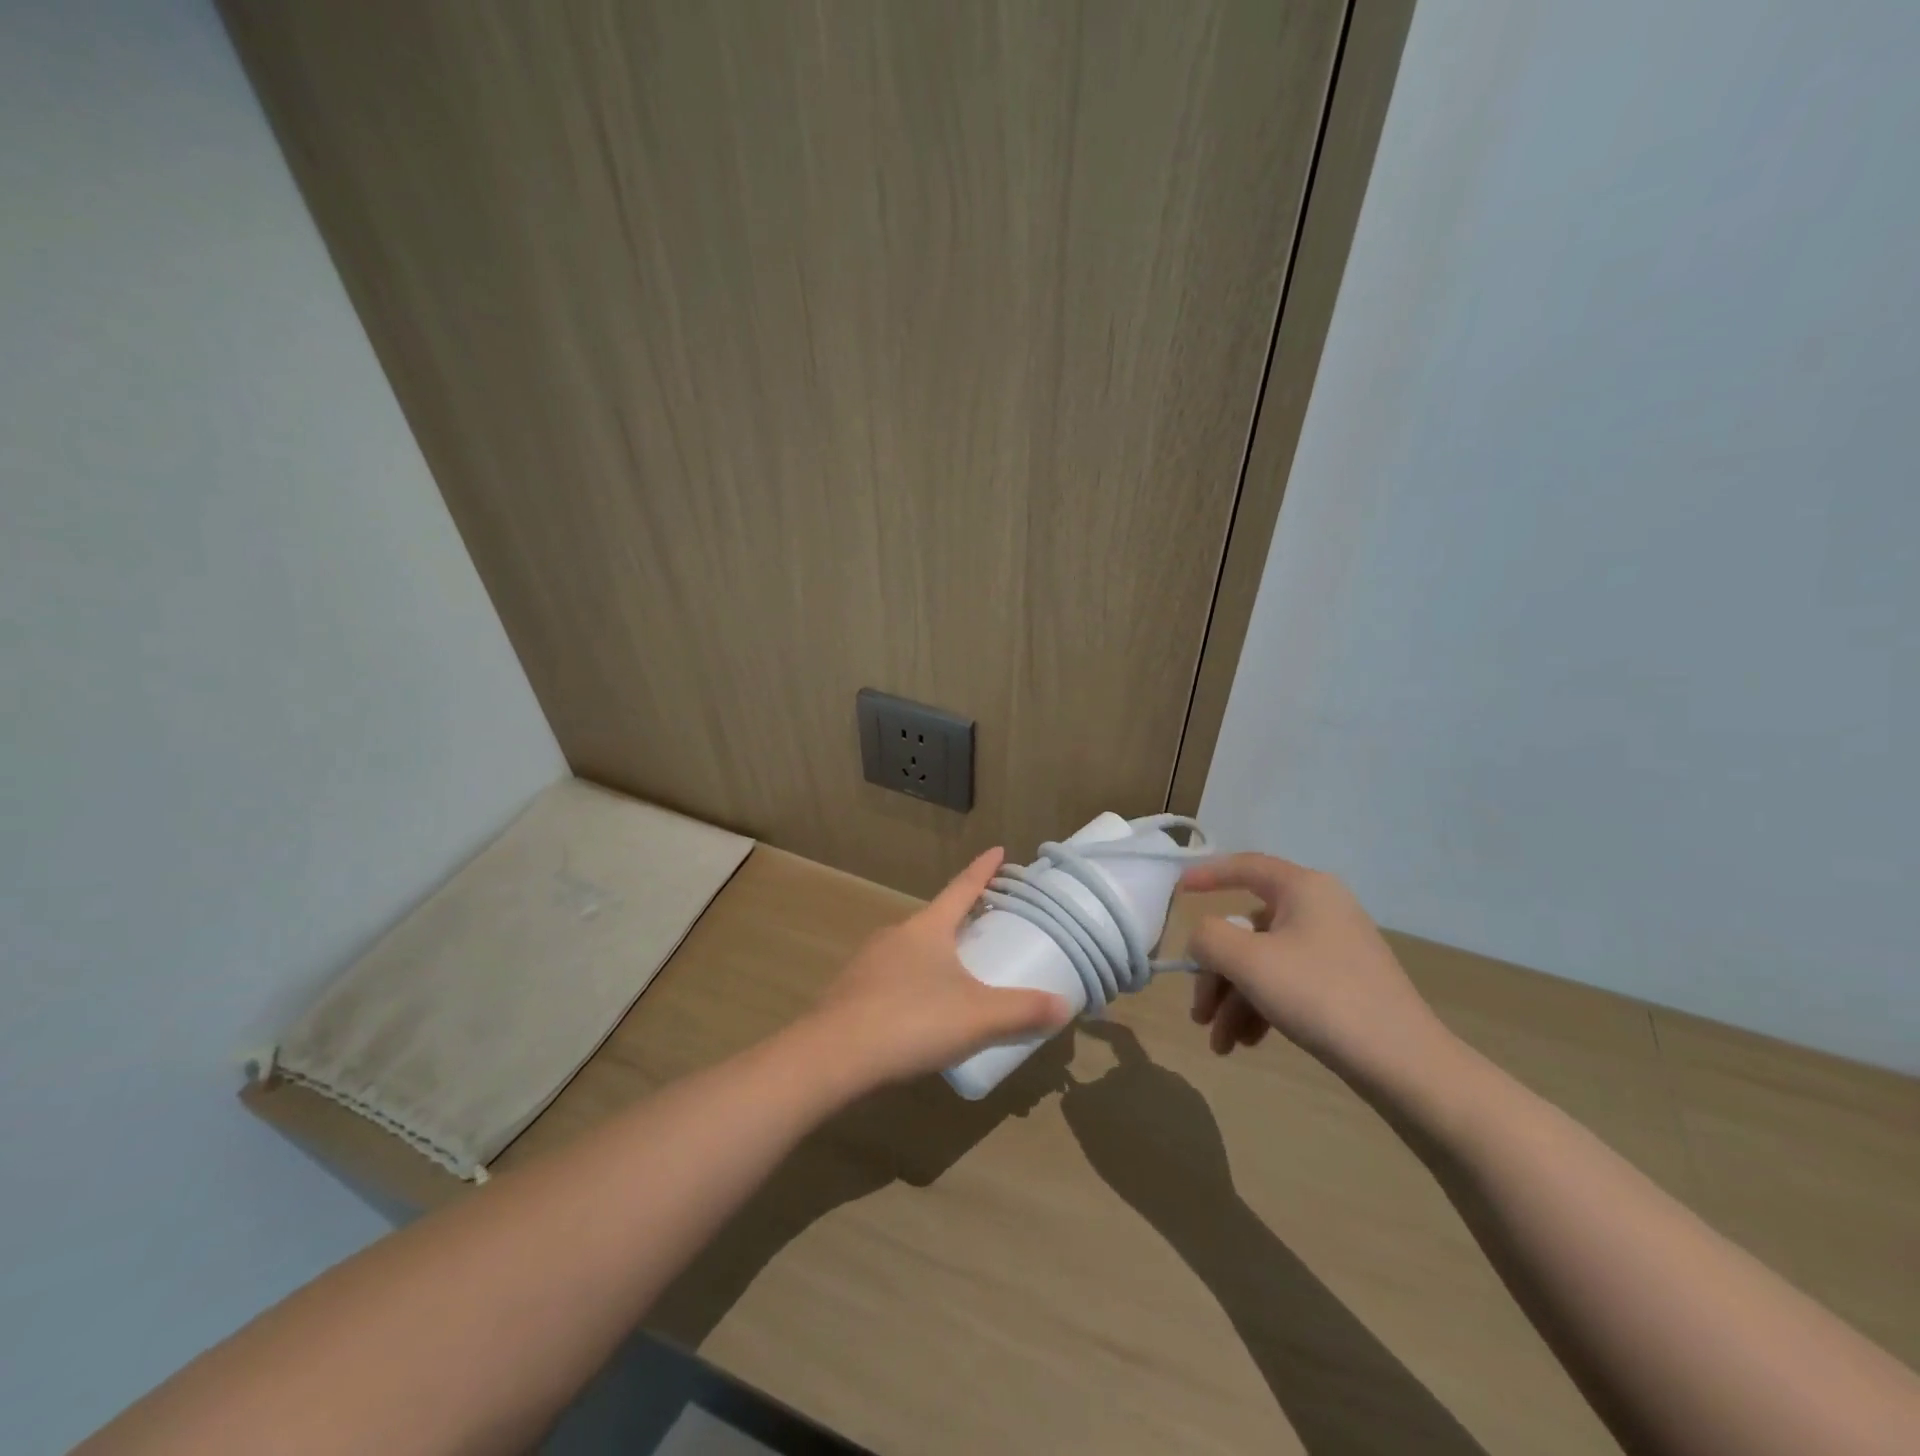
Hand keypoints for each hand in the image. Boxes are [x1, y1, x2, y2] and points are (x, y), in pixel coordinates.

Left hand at [809, 848, 1071, 1086]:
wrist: (833, 1056)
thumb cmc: (912, 1020)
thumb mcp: (977, 1017)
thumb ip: (1022, 1010)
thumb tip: (1064, 1005)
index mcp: (927, 928)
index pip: (962, 888)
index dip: (983, 870)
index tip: (997, 850)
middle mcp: (896, 934)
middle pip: (937, 918)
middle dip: (962, 919)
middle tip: (987, 925)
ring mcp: (870, 962)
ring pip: (912, 949)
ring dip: (936, 954)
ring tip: (958, 975)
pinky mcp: (852, 991)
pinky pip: (893, 977)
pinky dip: (913, 983)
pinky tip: (920, 1012)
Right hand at [1179, 855, 1450, 1083]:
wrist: (1404, 1064)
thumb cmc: (1319, 996)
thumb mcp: (1248, 961)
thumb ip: (1208, 937)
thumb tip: (1203, 939)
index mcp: (1303, 889)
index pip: (1245, 866)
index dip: (1207, 875)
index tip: (1177, 892)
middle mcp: (1320, 909)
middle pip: (1246, 930)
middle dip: (1216, 975)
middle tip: (1199, 1014)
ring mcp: (1334, 948)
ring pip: (1263, 964)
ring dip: (1234, 1000)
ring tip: (1221, 1044)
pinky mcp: (1342, 983)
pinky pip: (1286, 984)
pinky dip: (1261, 1008)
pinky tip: (1247, 1043)